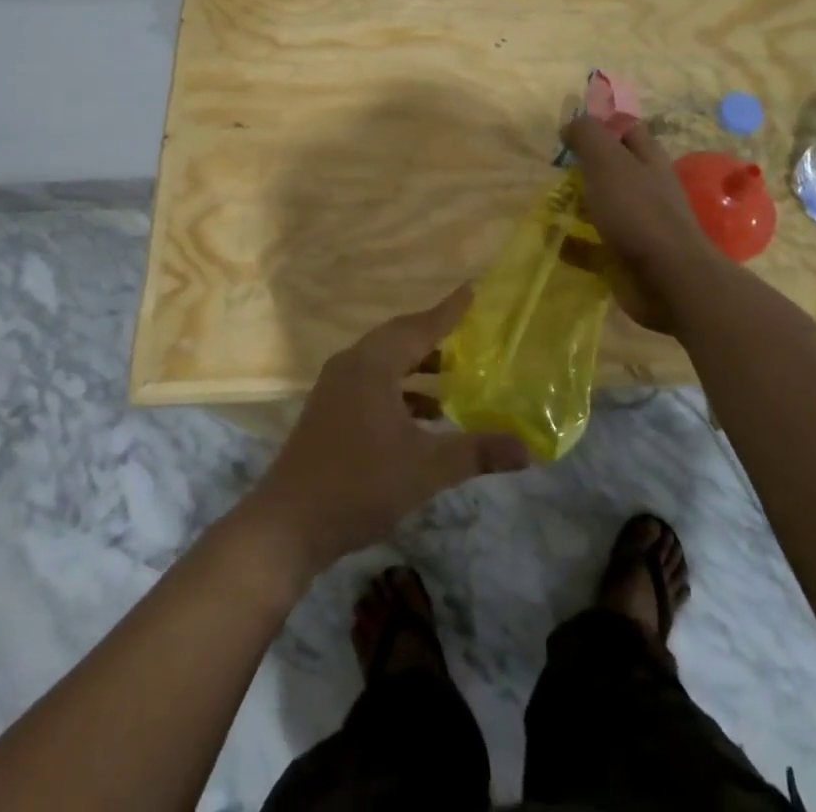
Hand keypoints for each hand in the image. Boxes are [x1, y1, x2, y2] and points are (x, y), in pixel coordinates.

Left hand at [241, 287, 530, 580]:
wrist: (287, 525)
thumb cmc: (359, 484)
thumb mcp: (426, 468)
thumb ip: (477, 453)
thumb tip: (528, 450)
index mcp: (372, 364)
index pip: (419, 326)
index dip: (449, 311)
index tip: (472, 291)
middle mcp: (352, 365)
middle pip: (400, 339)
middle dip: (435, 337)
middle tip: (470, 333)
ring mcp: (336, 388)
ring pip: (385, 363)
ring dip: (418, 367)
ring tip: (455, 376)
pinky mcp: (330, 411)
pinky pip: (373, 383)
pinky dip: (401, 389)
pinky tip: (425, 416)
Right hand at [562, 115, 715, 336]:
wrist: (668, 279)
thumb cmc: (637, 211)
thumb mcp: (608, 161)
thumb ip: (588, 136)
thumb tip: (571, 125)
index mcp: (648, 159)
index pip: (625, 129)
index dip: (600, 124)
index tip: (567, 132)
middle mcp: (647, 188)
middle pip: (613, 169)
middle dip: (583, 168)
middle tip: (553, 170)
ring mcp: (639, 224)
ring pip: (603, 207)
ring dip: (577, 206)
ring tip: (548, 204)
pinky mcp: (627, 257)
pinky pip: (594, 246)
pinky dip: (574, 243)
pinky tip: (554, 241)